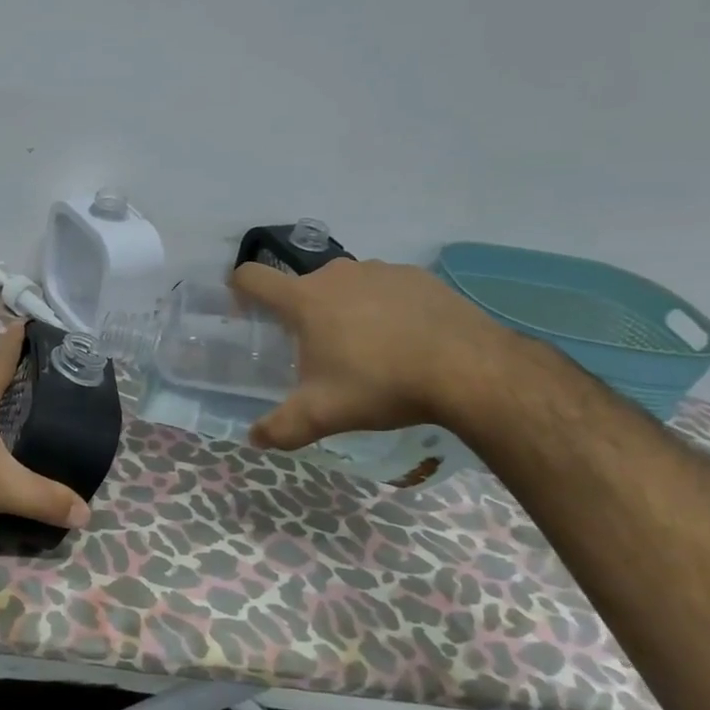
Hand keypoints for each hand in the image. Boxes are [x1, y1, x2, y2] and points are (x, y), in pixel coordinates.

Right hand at [230, 258, 515, 450]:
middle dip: (302, 315)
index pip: (252, 277)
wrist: (470, 369)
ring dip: (344, 310)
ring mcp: (380, 270)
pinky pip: (385, 288)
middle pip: (302, 287)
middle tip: (319, 353)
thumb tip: (254, 438)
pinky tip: (405, 341)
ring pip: (346, 287)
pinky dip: (384, 308)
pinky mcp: (417, 276)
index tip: (245, 312)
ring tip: (368, 350)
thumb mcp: (323, 415)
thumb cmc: (382, 385)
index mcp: (305, 300)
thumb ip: (281, 427)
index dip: (239, 289)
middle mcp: (337, 274)